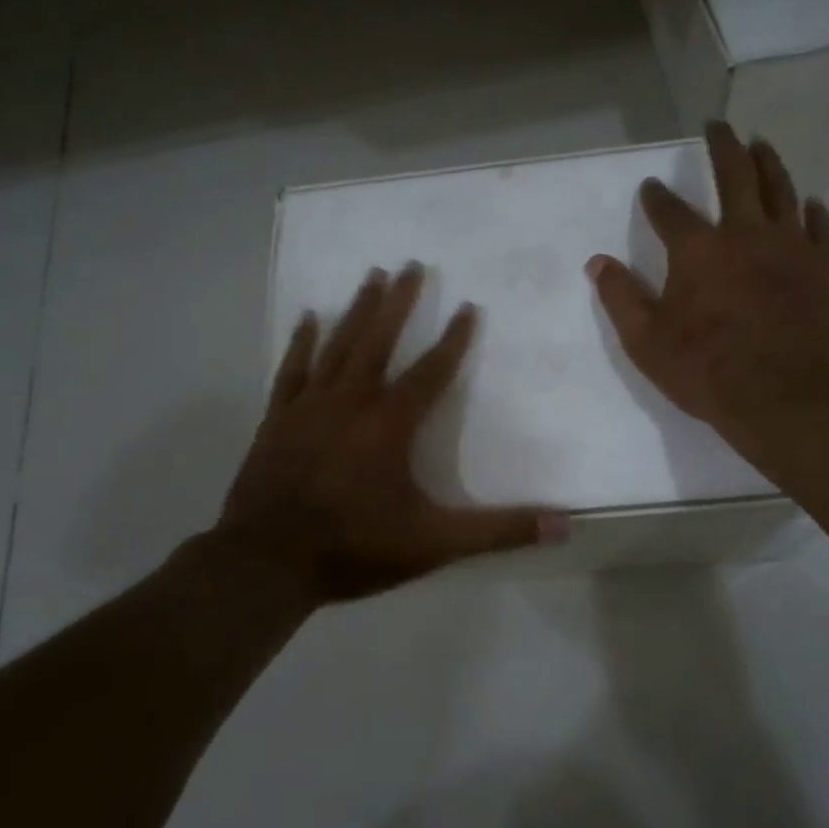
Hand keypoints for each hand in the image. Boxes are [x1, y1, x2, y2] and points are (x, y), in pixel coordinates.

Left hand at [219, 263, 565, 603]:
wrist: (266, 563)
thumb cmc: (354, 548)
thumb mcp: (434, 544)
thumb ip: (498, 532)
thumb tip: (563, 525)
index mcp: (390, 425)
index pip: (431, 372)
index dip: (453, 339)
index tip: (468, 306)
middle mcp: (351, 402)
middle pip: (379, 341)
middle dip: (399, 302)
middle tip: (411, 264)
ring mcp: (309, 406)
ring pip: (338, 345)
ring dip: (358, 309)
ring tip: (372, 275)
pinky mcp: (277, 418)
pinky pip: (292, 369)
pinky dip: (301, 342)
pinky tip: (309, 316)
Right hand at [587, 123, 828, 475]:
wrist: (787, 398)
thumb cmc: (708, 371)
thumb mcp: (647, 342)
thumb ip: (621, 298)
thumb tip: (597, 262)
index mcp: (698, 250)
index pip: (670, 211)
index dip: (656, 198)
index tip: (650, 186)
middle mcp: (745, 235)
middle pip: (736, 176)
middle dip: (723, 147)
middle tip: (718, 125)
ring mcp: (791, 248)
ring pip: (781, 190)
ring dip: (769, 163)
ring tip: (761, 144)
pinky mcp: (825, 268)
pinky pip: (820, 228)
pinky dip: (813, 211)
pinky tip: (810, 203)